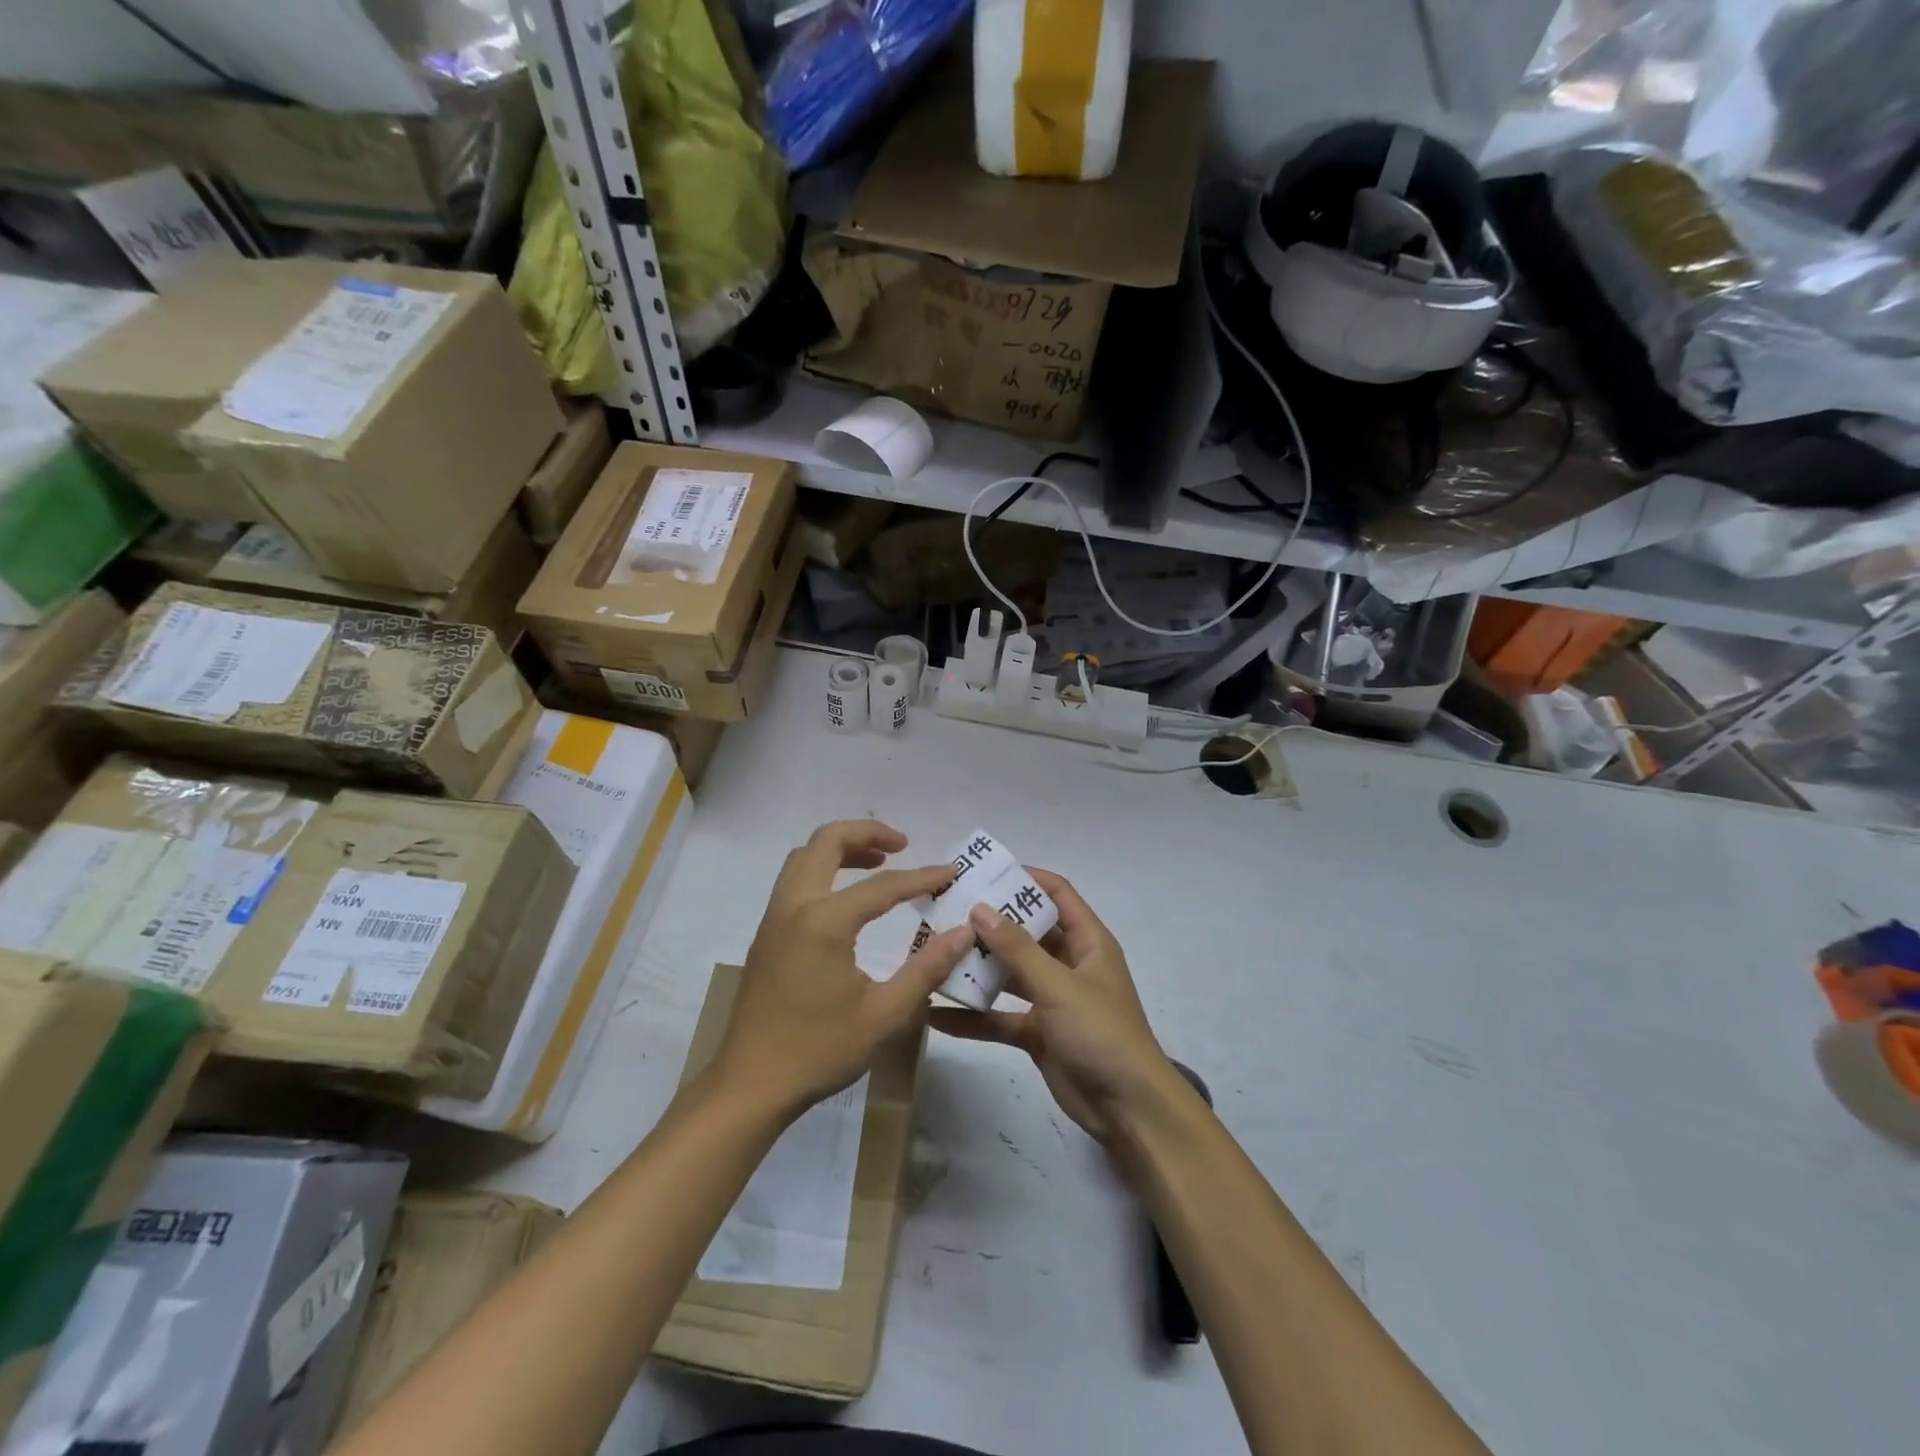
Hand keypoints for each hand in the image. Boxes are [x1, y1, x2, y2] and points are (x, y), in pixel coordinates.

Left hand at [711, 820, 974, 1121]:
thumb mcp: (883, 1015)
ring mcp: (774, 918)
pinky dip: (823, 869)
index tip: (952, 873)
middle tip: (903, 845)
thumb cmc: (819, 1051)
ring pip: (804, 856)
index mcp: (824, 922)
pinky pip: (794, 879)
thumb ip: (926, 968)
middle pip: (827, 841)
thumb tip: (963, 933)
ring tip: (879, 862)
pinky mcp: (766, 934)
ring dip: (841, 848)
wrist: (749, 1085)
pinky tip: (847, 899)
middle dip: (868, 833)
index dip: (922, 877)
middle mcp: (794, 906)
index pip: (883, 885)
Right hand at [929, 868, 1179, 1145]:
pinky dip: (974, 1017)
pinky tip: (936, 1015)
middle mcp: (1069, 964)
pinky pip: (1001, 1017)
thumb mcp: (1059, 986)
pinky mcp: (1038, 1033)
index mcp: (1087, 942)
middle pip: (1026, 933)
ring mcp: (1052, 999)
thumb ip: (1018, 949)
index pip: (1058, 894)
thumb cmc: (1101, 1033)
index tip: (984, 873)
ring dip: (978, 968)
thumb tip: (981, 908)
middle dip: (990, 924)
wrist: (1128, 1110)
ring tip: (934, 955)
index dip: (1026, 879)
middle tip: (946, 913)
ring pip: (1009, 975)